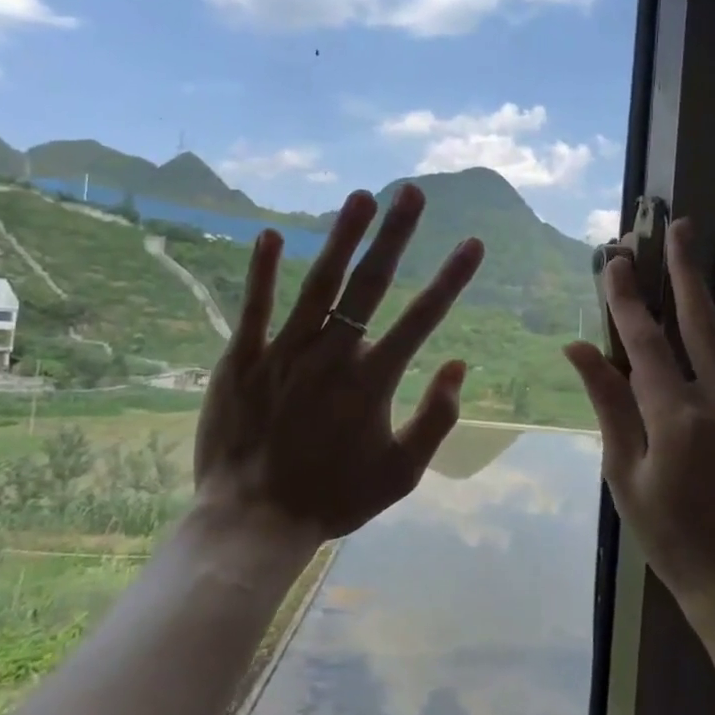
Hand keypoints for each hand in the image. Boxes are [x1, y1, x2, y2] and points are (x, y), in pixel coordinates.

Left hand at [191, 184, 484, 547]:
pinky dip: (263, 270)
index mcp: (373, 382)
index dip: (450, 278)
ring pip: (318, 284)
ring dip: (341, 237)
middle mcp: (332, 355)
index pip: (422, 318)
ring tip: (361, 197)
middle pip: (370, 285)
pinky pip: (255, 307)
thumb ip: (437, 419)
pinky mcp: (242, 359)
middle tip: (412, 193)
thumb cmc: (333, 498)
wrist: (252, 522)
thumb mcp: (401, 473)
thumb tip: (459, 365)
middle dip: (395, 236)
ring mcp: (284, 353)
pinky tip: (272, 234)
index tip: (472, 242)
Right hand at [562, 222, 714, 617]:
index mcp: (677, 418)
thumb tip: (578, 349)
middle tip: (682, 225)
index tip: (616, 259)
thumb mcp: (625, 475)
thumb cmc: (671, 537)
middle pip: (704, 322)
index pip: (646, 342)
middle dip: (689, 269)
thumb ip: (608, 405)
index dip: (628, 298)